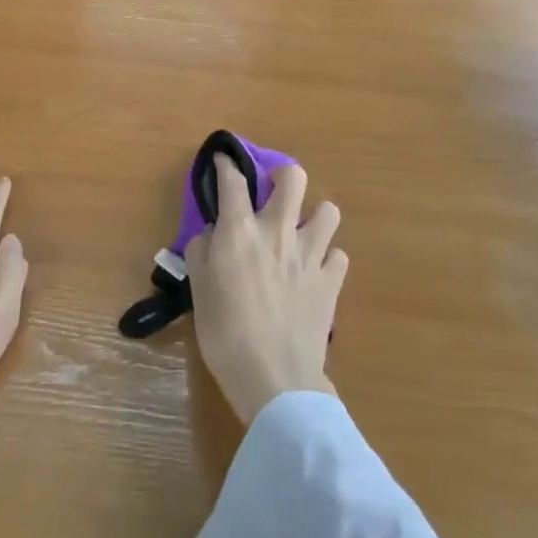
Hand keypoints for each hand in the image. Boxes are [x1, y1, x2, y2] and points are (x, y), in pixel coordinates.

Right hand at [185, 156, 346, 424]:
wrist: (275, 377)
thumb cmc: (225, 334)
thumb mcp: (199, 290)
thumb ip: (203, 252)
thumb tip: (213, 234)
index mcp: (240, 231)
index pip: (233, 181)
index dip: (227, 164)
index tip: (224, 160)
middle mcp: (278, 231)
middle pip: (293, 178)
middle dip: (283, 174)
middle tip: (273, 189)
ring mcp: (310, 254)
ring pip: (328, 211)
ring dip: (315, 215)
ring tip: (303, 230)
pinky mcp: (331, 281)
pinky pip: (338, 254)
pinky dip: (328, 257)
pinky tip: (316, 270)